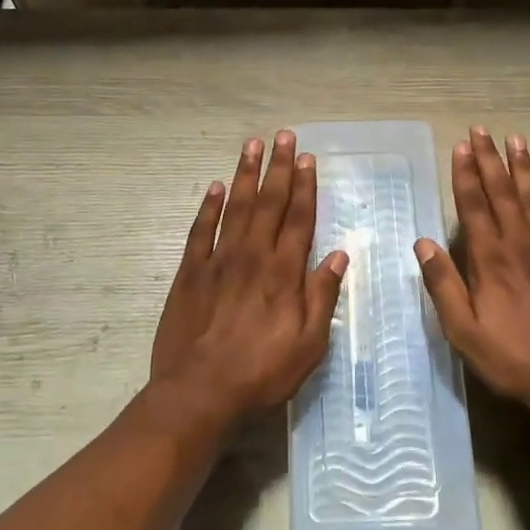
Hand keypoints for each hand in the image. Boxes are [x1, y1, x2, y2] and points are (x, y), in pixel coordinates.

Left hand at [150, 131, 348, 429]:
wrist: (199, 393)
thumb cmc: (261, 373)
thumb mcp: (308, 345)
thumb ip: (322, 297)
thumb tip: (339, 256)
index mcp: (283, 272)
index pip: (298, 218)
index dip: (304, 186)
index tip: (307, 158)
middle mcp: (252, 256)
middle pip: (268, 203)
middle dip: (278, 167)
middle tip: (283, 136)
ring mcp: (218, 260)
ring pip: (235, 207)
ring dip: (245, 175)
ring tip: (252, 145)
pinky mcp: (190, 272)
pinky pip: (200, 230)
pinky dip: (208, 206)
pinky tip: (214, 187)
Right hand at [414, 127, 529, 426]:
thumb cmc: (514, 358)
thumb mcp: (464, 331)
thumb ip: (443, 285)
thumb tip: (422, 243)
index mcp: (491, 259)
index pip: (474, 206)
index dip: (466, 174)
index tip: (461, 146)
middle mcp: (521, 245)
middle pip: (503, 193)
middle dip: (490, 160)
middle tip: (482, 130)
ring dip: (524, 169)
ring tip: (516, 141)